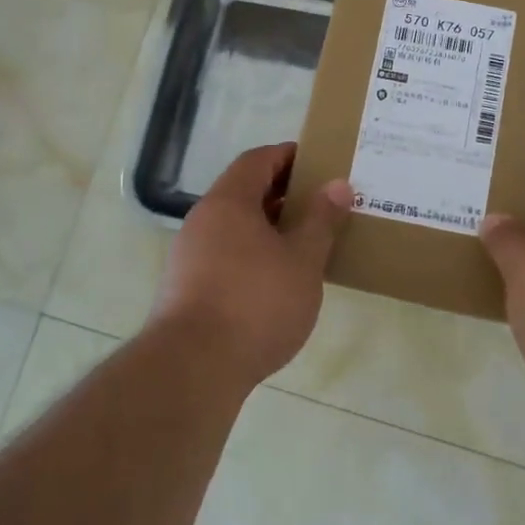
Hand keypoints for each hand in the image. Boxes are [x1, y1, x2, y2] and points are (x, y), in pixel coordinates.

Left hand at [156, 144, 352, 384]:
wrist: (193, 368)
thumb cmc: (256, 303)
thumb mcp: (303, 260)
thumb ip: (321, 220)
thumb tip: (338, 184)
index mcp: (229, 202)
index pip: (258, 160)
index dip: (288, 156)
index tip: (319, 162)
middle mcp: (203, 220)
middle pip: (244, 191)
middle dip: (283, 193)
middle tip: (321, 203)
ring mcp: (189, 255)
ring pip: (235, 226)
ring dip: (269, 227)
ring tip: (306, 242)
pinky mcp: (186, 288)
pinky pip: (226, 253)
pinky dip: (253, 253)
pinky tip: (278, 279)